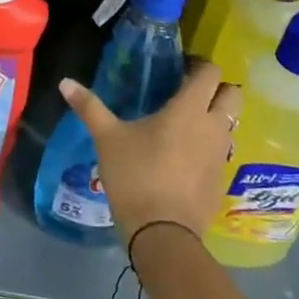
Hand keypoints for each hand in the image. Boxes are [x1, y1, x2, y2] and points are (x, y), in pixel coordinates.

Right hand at [59, 65, 241, 247]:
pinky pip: (221, 152)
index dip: (198, 64)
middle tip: (188, 92)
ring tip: (185, 124)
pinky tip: (184, 157)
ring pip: (229, 124)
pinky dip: (209, 146)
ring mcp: (221, 155)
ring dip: (215, 117)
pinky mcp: (221, 180)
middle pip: (233, 95)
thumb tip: (65, 82)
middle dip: (216, 88)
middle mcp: (213, 127)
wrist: (163, 233)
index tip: (180, 66)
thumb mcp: (107, 139)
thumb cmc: (135, 176)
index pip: (209, 72)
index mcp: (189, 110)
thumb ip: (89, 107)